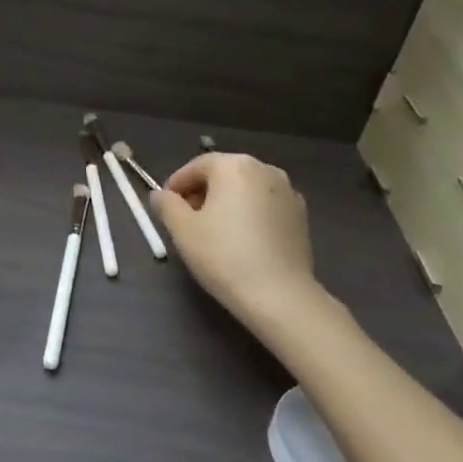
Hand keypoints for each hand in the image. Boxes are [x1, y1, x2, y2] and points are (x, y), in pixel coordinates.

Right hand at [149, 152, 319, 326]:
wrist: (279, 295)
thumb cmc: (223, 255)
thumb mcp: (182, 229)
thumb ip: (166, 205)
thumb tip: (161, 195)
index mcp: (234, 166)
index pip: (197, 166)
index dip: (176, 185)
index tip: (165, 207)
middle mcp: (265, 170)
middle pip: (224, 175)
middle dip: (202, 193)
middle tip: (186, 221)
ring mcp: (288, 192)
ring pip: (246, 191)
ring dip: (226, 204)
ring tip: (214, 233)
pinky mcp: (301, 217)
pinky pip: (265, 207)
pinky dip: (249, 216)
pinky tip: (242, 242)